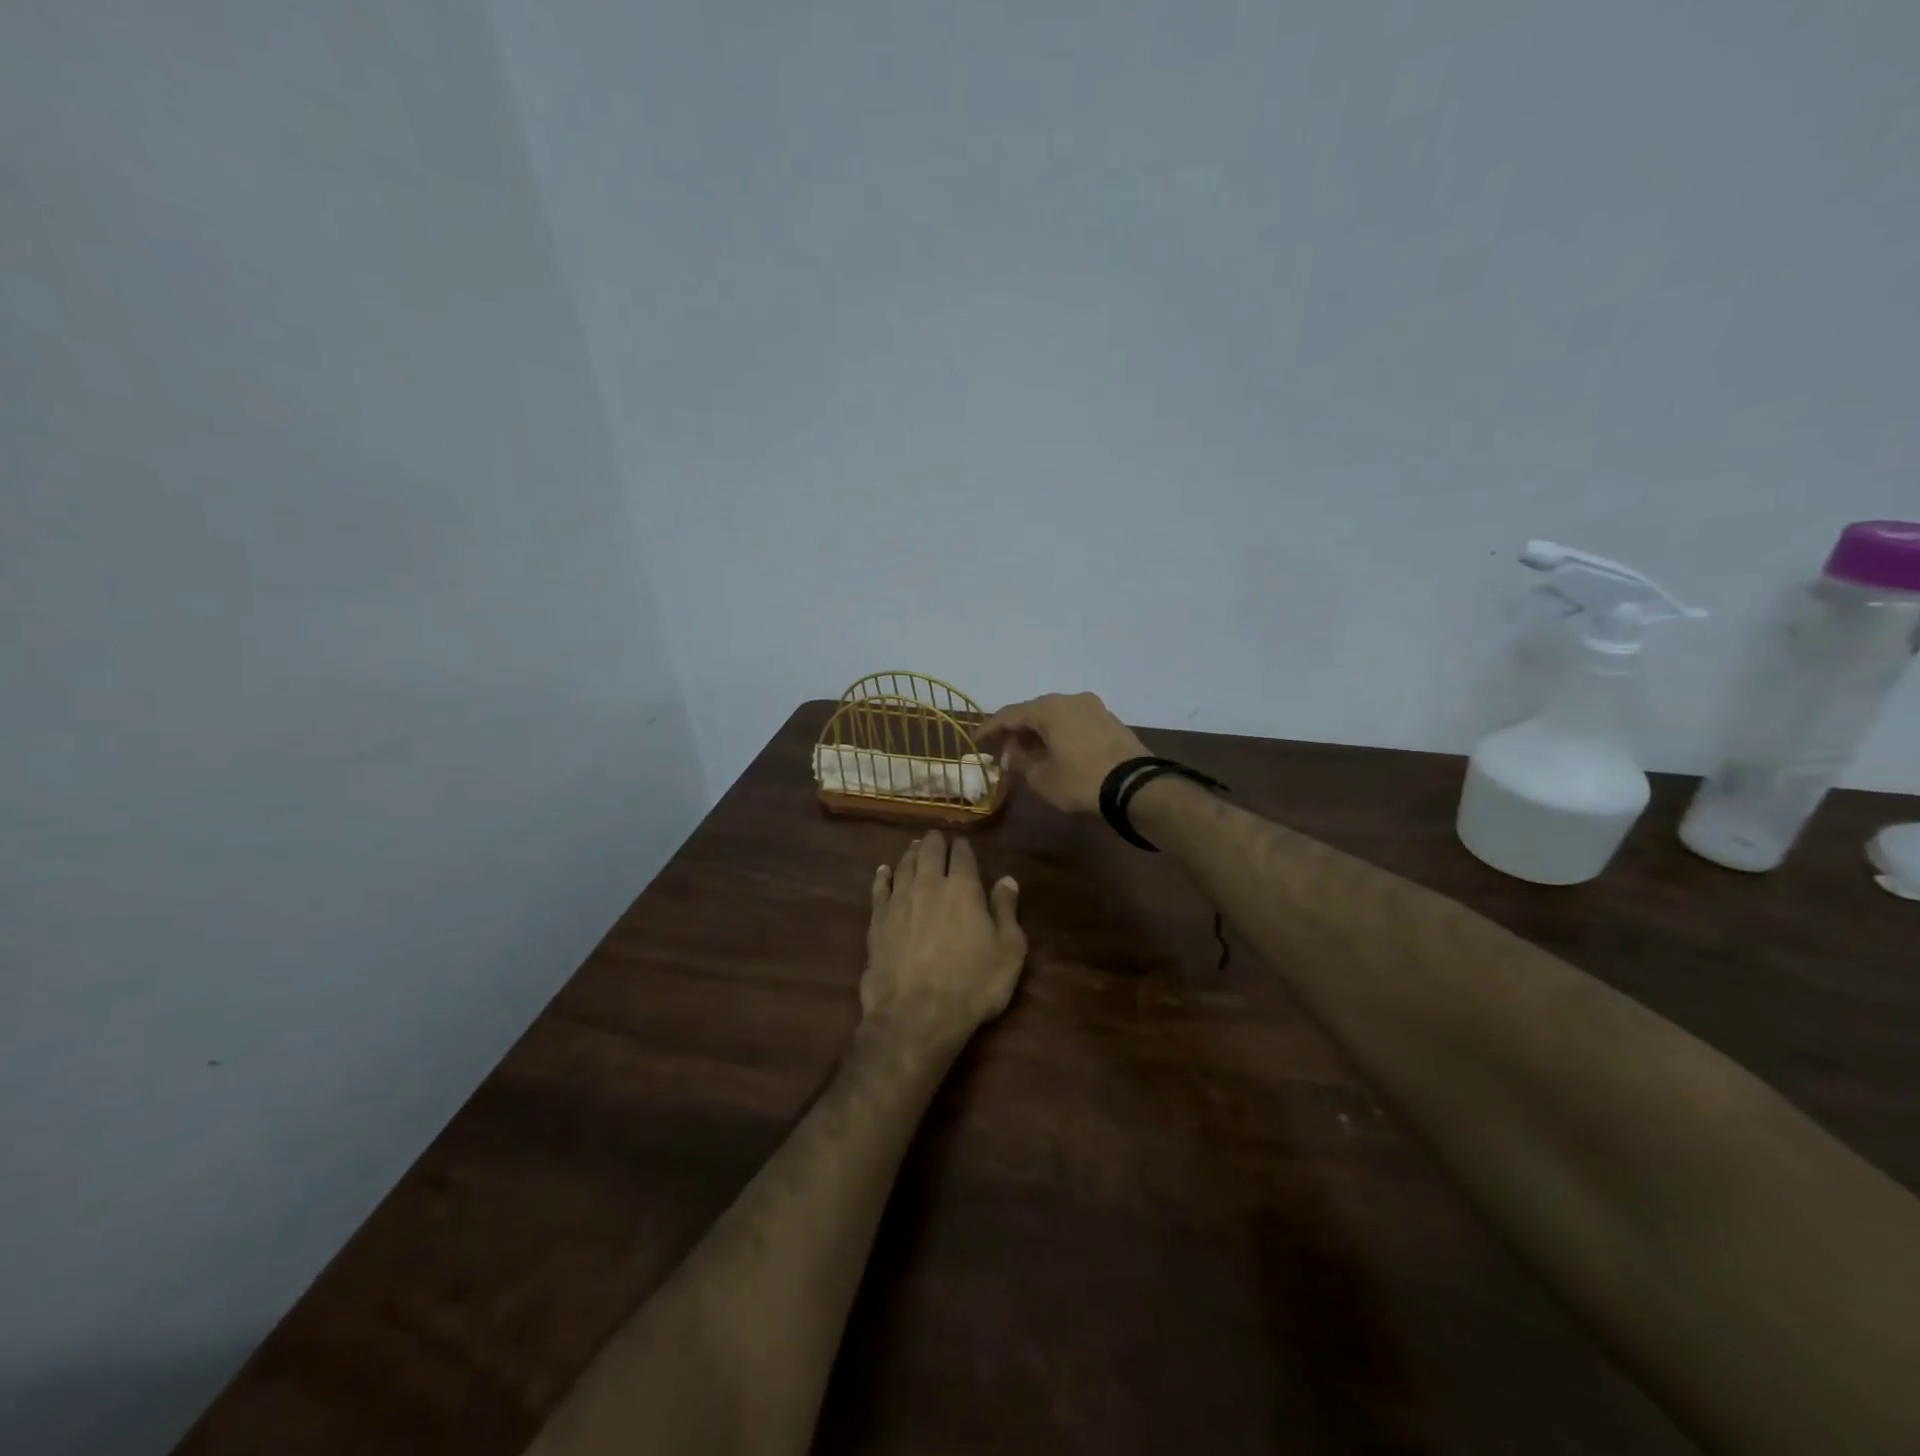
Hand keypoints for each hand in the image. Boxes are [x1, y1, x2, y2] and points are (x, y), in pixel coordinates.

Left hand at [862, 832, 1026, 1044]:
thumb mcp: (1008, 950)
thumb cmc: (972, 984)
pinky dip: (882, 876)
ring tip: (915, 847)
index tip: (963, 843)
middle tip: (937, 838)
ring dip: (911, 853)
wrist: (916, 1014)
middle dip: (935, 842)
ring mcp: (899, 901)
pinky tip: (883, 871)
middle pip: (929, 852)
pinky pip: (879, 889)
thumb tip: (1007, 879)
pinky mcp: (877, 921)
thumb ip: (1006, 911)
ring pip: (904, 865)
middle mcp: (929, 885)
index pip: (962, 855)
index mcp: (963, 888)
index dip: (963, 846)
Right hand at [978, 692, 1148, 814]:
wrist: (1135, 786)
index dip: (990, 728)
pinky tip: (1054, 749)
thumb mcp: (1042, 778)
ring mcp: (1093, 707)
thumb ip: (1020, 762)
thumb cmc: (1081, 781)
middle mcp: (1070, 699)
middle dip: (1016, 729)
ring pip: (1056, 715)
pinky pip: (1074, 721)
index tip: (977, 741)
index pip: (1009, 714)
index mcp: (1048, 708)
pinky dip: (1059, 732)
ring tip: (1027, 750)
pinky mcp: (1110, 720)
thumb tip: (1012, 753)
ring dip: (1039, 731)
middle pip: (1034, 711)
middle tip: (1003, 746)